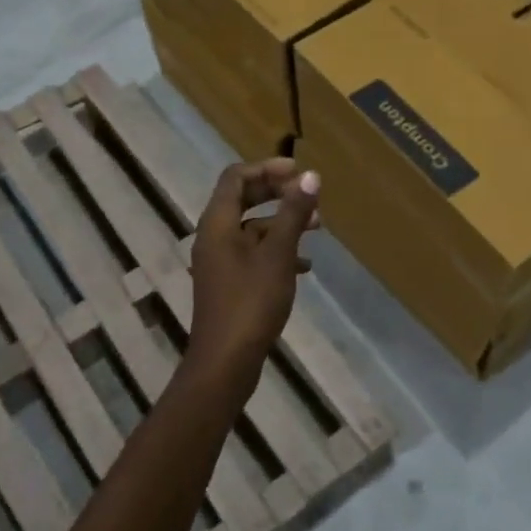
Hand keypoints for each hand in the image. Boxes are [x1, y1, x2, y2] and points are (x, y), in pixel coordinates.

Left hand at [186, 159, 321, 379]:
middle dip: (277, 193)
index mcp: (217, 224)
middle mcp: (213, 237)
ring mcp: (220, 262)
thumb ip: (293, 213)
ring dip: (282, 222)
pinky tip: (305, 265)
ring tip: (317, 228)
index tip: (299, 172)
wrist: (226, 361)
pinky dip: (277, 250)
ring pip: (251, 228)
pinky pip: (253, 253)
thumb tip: (310, 176)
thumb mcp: (278, 254)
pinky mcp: (229, 283)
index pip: (235, 178)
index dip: (267, 169)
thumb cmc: (251, 302)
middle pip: (242, 199)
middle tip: (309, 194)